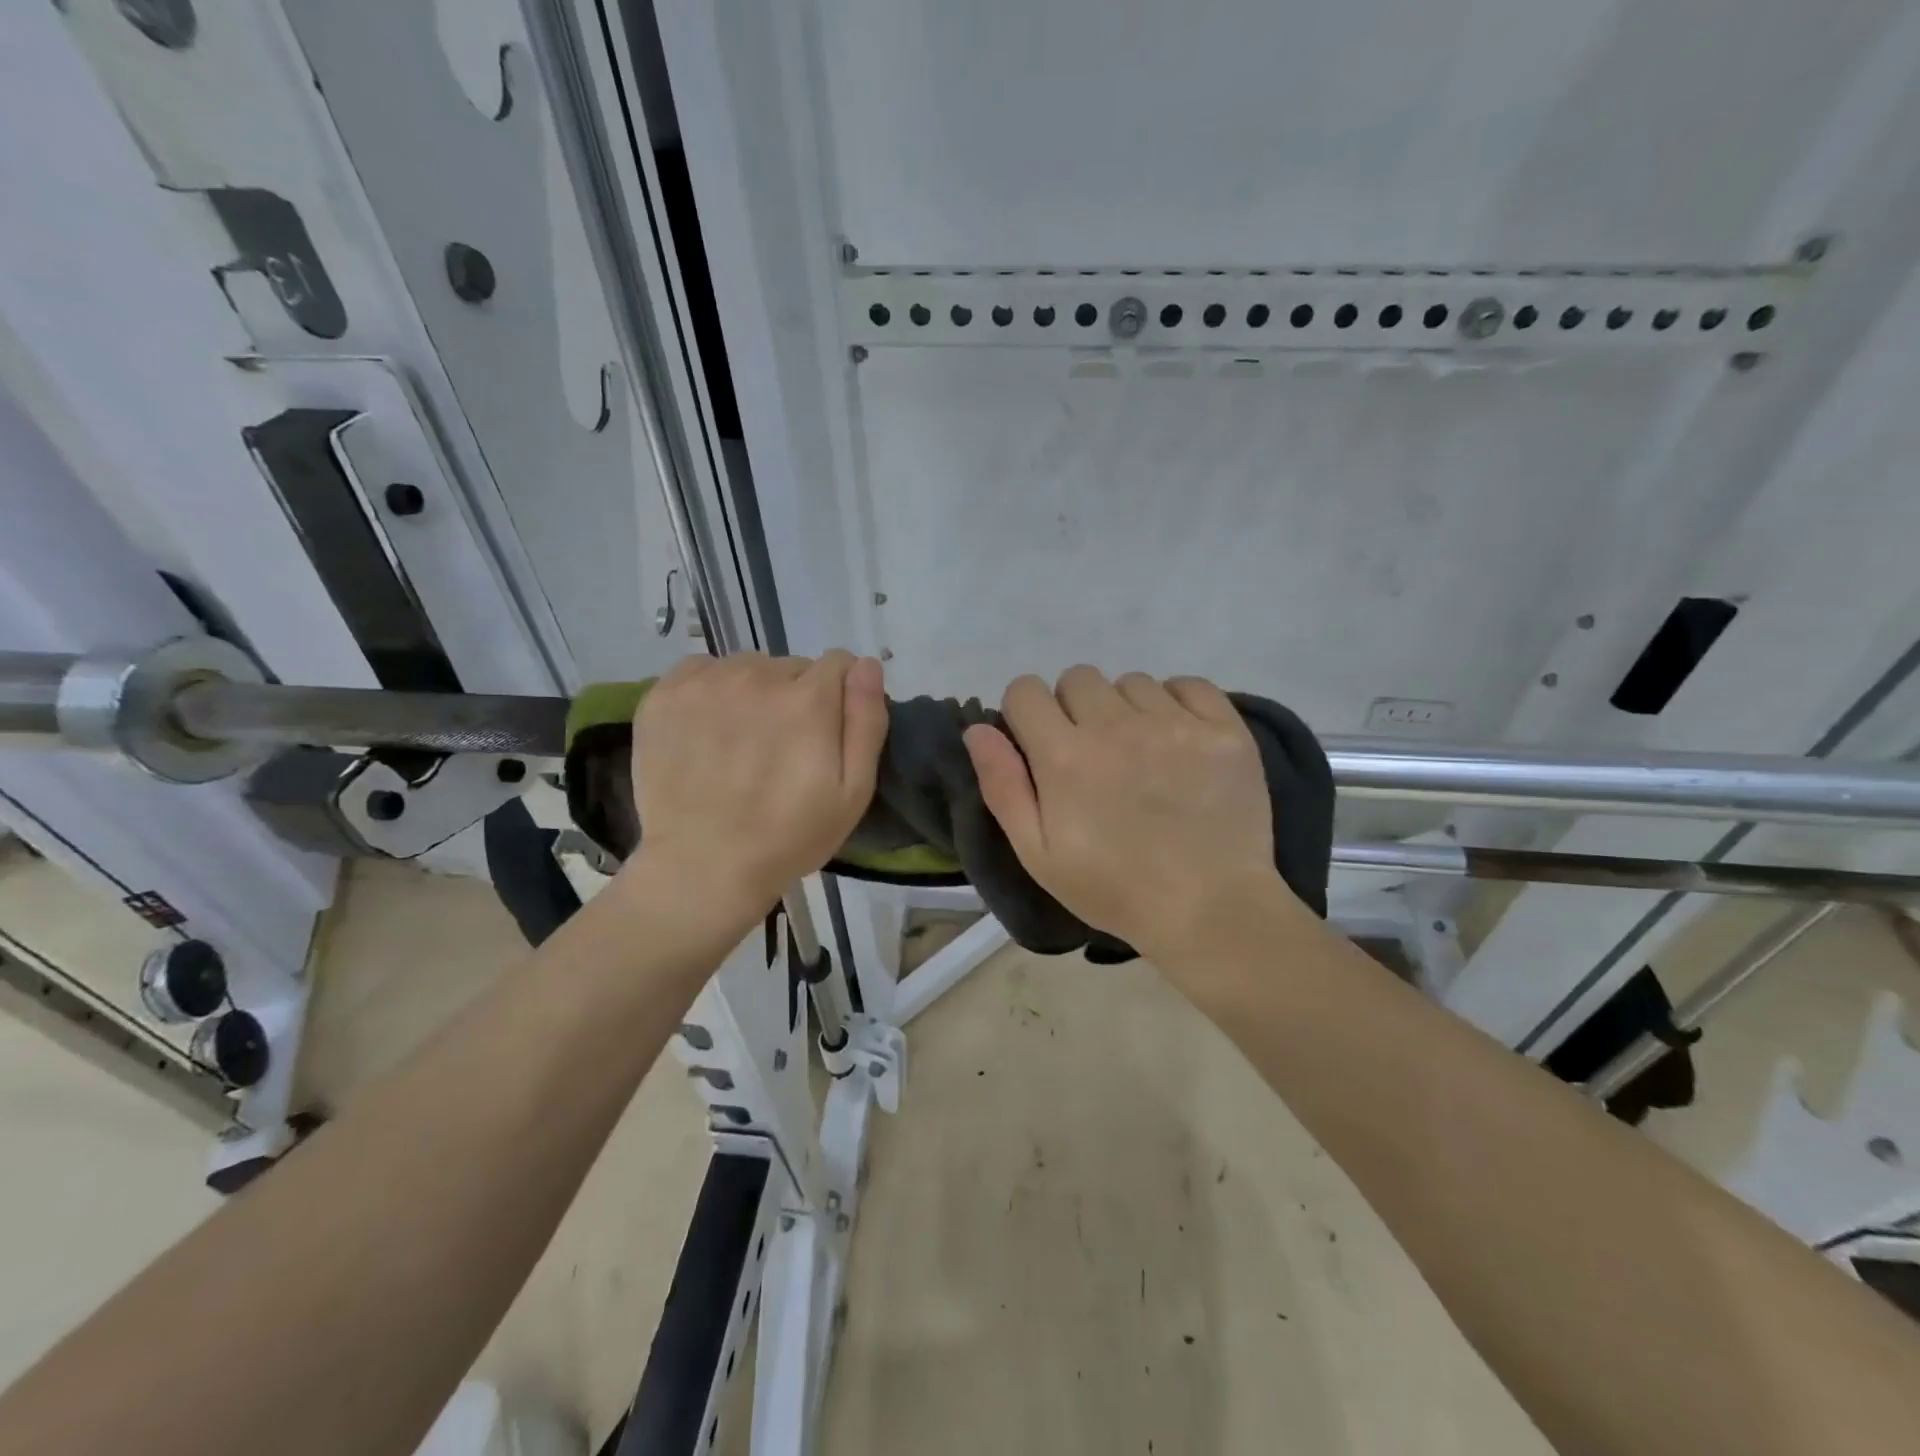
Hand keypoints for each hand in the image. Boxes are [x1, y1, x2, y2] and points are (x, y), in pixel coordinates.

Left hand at [627, 650, 886, 918]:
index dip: (840, 695)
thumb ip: (866, 721)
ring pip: (748, 666)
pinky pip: (701, 669)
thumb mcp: (853, 792)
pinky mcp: (665, 695)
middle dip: (796, 696)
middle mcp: (758, 676)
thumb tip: (868, 665)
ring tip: (742, 740)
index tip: (827, 732)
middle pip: (792, 666)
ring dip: (754, 692)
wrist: (702, 867)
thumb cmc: (788, 837)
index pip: (839, 663)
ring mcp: (706, 683)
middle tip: (783, 747)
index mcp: (808, 699)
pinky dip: (711, 690)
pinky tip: (708, 729)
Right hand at [963, 666, 1295, 960]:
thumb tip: (978, 729)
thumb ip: (1003, 786)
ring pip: (1131, 682)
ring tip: (1141, 753)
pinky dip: (1177, 703)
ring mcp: (1175, 724)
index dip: (1024, 713)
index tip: (1039, 743)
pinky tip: (1179, 739)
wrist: (1209, 910)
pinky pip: (1188, 685)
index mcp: (1065, 756)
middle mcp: (1117, 726)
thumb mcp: (1038, 854)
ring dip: (1125, 709)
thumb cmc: (1114, 889)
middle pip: (1077, 678)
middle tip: (1092, 754)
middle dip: (1073, 708)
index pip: (1025, 691)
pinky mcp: (1224, 729)